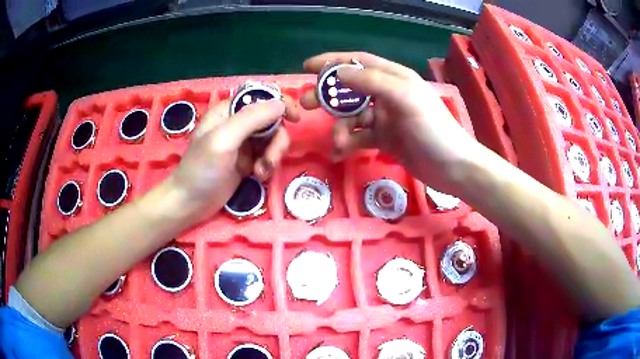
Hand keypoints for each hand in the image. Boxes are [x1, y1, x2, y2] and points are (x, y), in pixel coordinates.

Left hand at [166, 97, 298, 224]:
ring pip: (273, 140)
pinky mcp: (248, 160)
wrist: (190, 203)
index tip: (295, 119)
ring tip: (262, 173)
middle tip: (270, 160)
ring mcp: (244, 143)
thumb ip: (251, 118)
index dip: (281, 103)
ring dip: (273, 156)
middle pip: (273, 121)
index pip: (262, 97)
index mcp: (230, 110)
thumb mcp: (223, 139)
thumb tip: (281, 104)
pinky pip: (268, 156)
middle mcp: (239, 123)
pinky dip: (268, 166)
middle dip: (276, 141)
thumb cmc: (201, 169)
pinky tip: (259, 177)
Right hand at [301, 52, 477, 191]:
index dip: (332, 62)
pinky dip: (348, 143)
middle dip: (327, 96)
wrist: (453, 167)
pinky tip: (340, 152)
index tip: (307, 68)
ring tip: (338, 142)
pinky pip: (360, 137)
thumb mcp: (405, 97)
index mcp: (394, 78)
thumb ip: (372, 81)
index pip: (358, 62)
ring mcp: (386, 118)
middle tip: (305, 105)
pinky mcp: (385, 139)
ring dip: (340, 127)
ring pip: (352, 117)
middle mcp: (387, 94)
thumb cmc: (433, 128)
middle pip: (349, 89)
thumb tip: (338, 73)